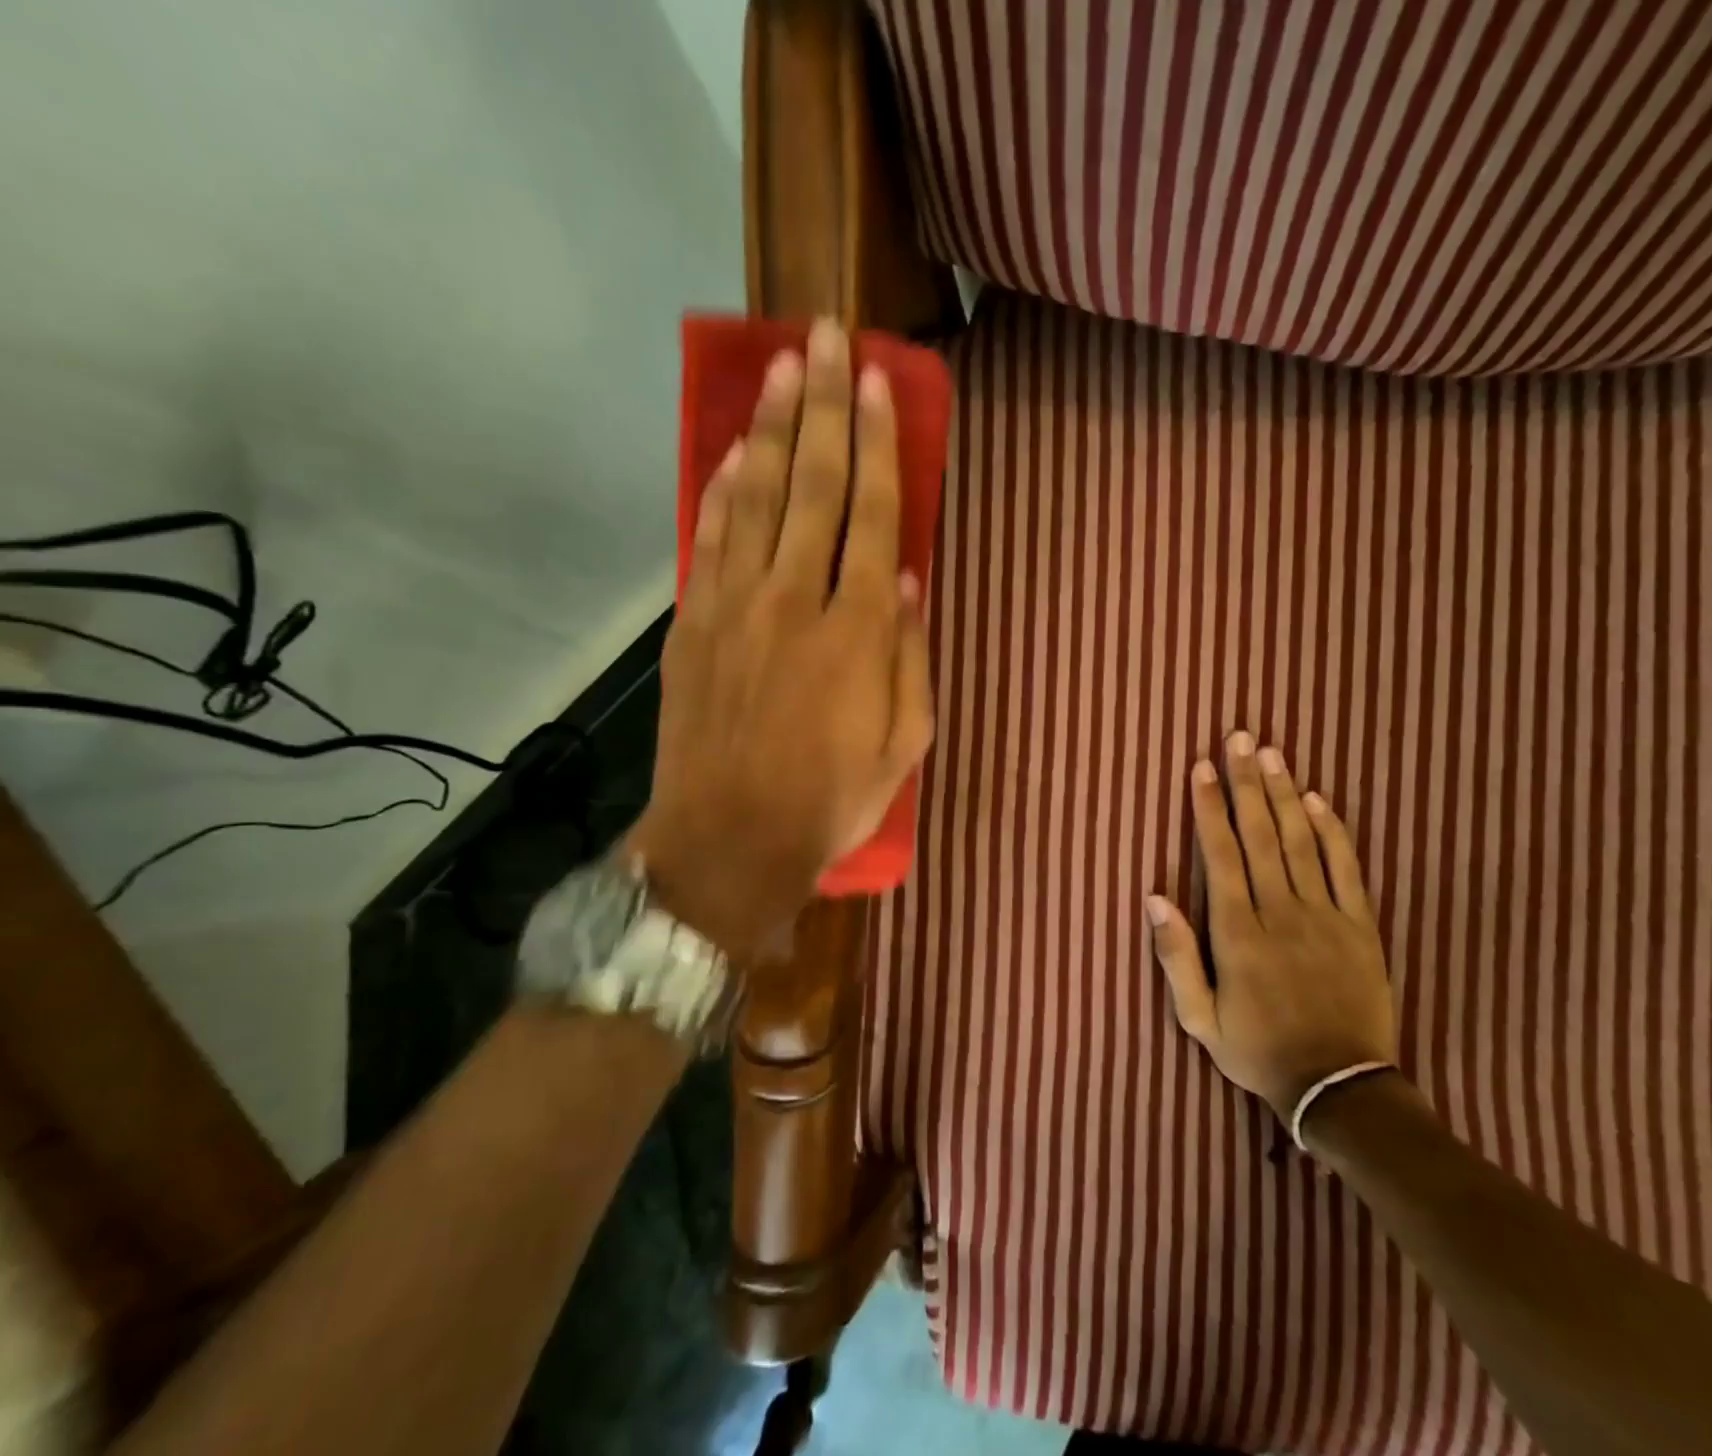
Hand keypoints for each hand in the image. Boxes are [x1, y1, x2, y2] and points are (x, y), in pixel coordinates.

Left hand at [632, 318, 933, 958]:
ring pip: (760, 498)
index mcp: (860, 632)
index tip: (876, 383)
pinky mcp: (694, 626)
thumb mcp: (904, 744)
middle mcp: (798, 601)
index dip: (878, 444)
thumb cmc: (831, 801)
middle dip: (823, 406)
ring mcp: (737, 607)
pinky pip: (710, 540)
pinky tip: (737, 452)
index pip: (875, 517)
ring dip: (774, 428)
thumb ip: (911, 658)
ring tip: (783, 367)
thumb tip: (911, 583)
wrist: (729, 842)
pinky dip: (723, 491)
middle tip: (824, 336)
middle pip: (815, 486)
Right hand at [1147, 732, 1395, 1123]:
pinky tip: (1319, 801)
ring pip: (1302, 842)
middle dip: (1247, 783)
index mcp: (1238, 933)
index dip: (1208, 808)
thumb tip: (1154, 897)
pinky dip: (1333, 832)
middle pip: (1262, 835)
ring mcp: (1325, 917)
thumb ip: (1175, 956)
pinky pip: (1347, 870)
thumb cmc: (1258, 1050)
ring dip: (1285, 794)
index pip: (1221, 855)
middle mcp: (1280, 913)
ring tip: (1272, 754)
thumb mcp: (1199, 1019)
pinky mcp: (1360, 927)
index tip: (1201, 768)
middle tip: (1240, 738)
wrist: (1340, 1089)